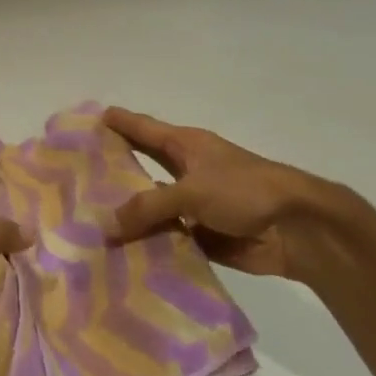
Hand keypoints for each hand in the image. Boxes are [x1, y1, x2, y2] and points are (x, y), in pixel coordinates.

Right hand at [102, 107, 341, 284]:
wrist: (300, 229)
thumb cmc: (245, 190)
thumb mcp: (191, 191)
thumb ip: (148, 207)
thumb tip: (107, 225)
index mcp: (185, 145)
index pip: (142, 129)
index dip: (117, 123)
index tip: (89, 118)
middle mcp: (187, 171)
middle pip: (143, 168)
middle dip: (114, 173)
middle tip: (75, 178)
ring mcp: (195, 206)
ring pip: (153, 209)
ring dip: (129, 218)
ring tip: (87, 225)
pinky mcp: (204, 236)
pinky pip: (168, 240)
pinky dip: (150, 246)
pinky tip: (120, 257)